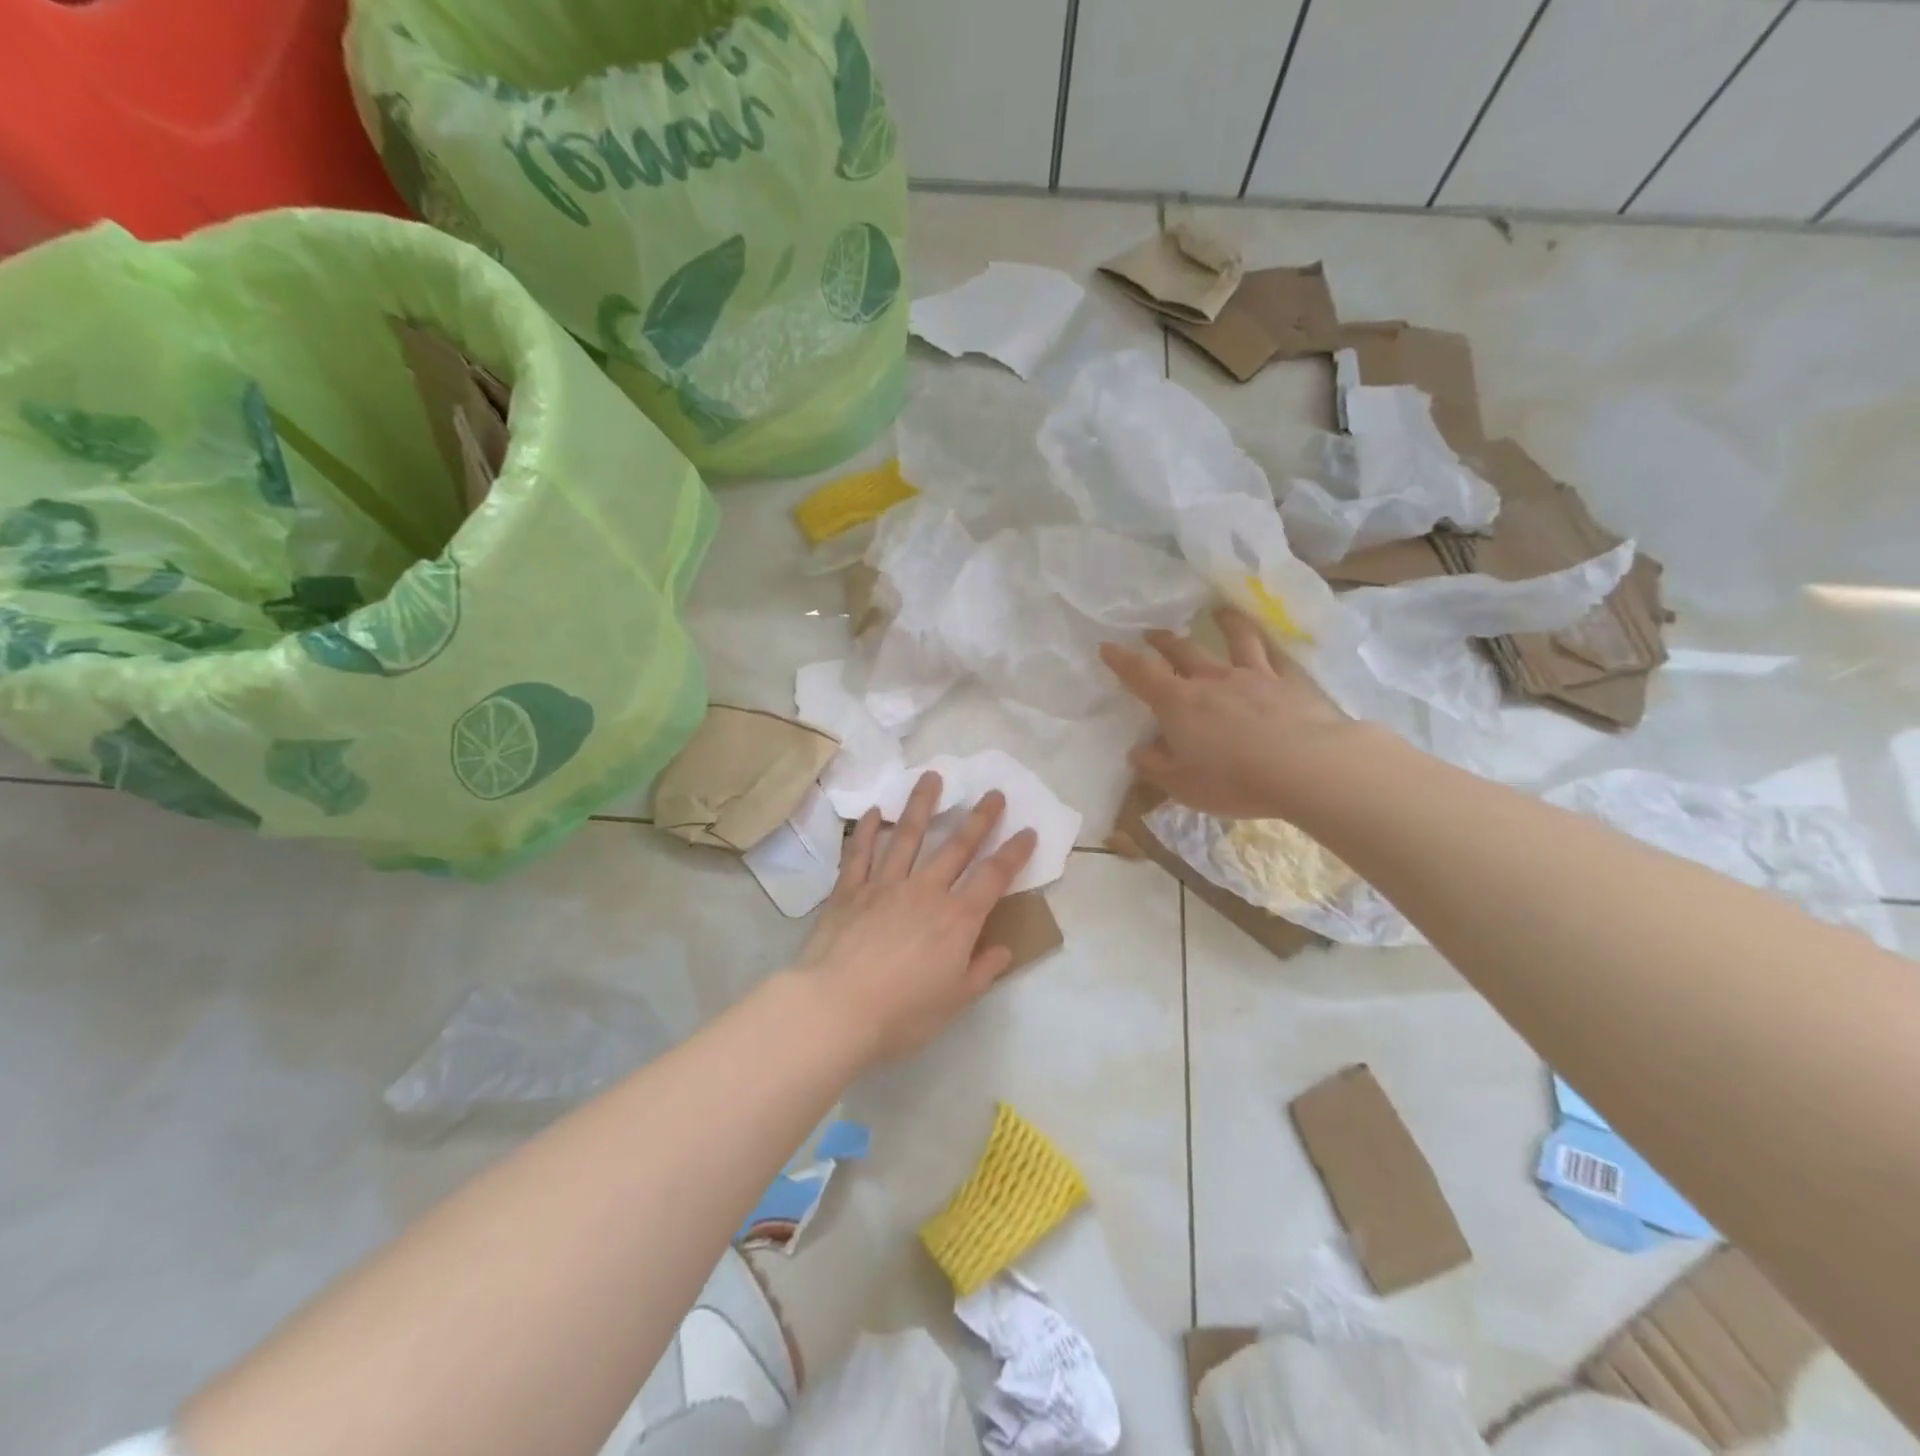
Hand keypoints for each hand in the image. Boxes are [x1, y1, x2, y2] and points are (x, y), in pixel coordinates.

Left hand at [795, 772, 1036, 1066]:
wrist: (835, 1009)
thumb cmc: (901, 1014)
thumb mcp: (954, 1002)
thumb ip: (981, 972)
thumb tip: (1002, 949)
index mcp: (957, 919)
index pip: (994, 877)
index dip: (1014, 853)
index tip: (1027, 831)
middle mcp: (925, 891)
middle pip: (956, 846)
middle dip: (979, 818)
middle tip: (993, 792)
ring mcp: (884, 885)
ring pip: (908, 836)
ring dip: (923, 805)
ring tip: (932, 777)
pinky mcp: (849, 890)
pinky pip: (861, 853)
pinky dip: (869, 830)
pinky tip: (876, 812)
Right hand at [1100, 607, 1366, 820]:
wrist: (1305, 766)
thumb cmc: (1233, 779)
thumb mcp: (1182, 784)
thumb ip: (1156, 766)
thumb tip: (1139, 751)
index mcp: (1178, 704)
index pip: (1141, 675)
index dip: (1121, 660)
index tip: (1108, 646)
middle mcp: (1212, 680)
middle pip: (1182, 651)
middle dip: (1163, 641)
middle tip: (1152, 633)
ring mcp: (1254, 676)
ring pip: (1235, 641)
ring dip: (1223, 624)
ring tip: (1217, 612)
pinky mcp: (1291, 682)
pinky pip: (1275, 655)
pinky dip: (1267, 643)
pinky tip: (1267, 639)